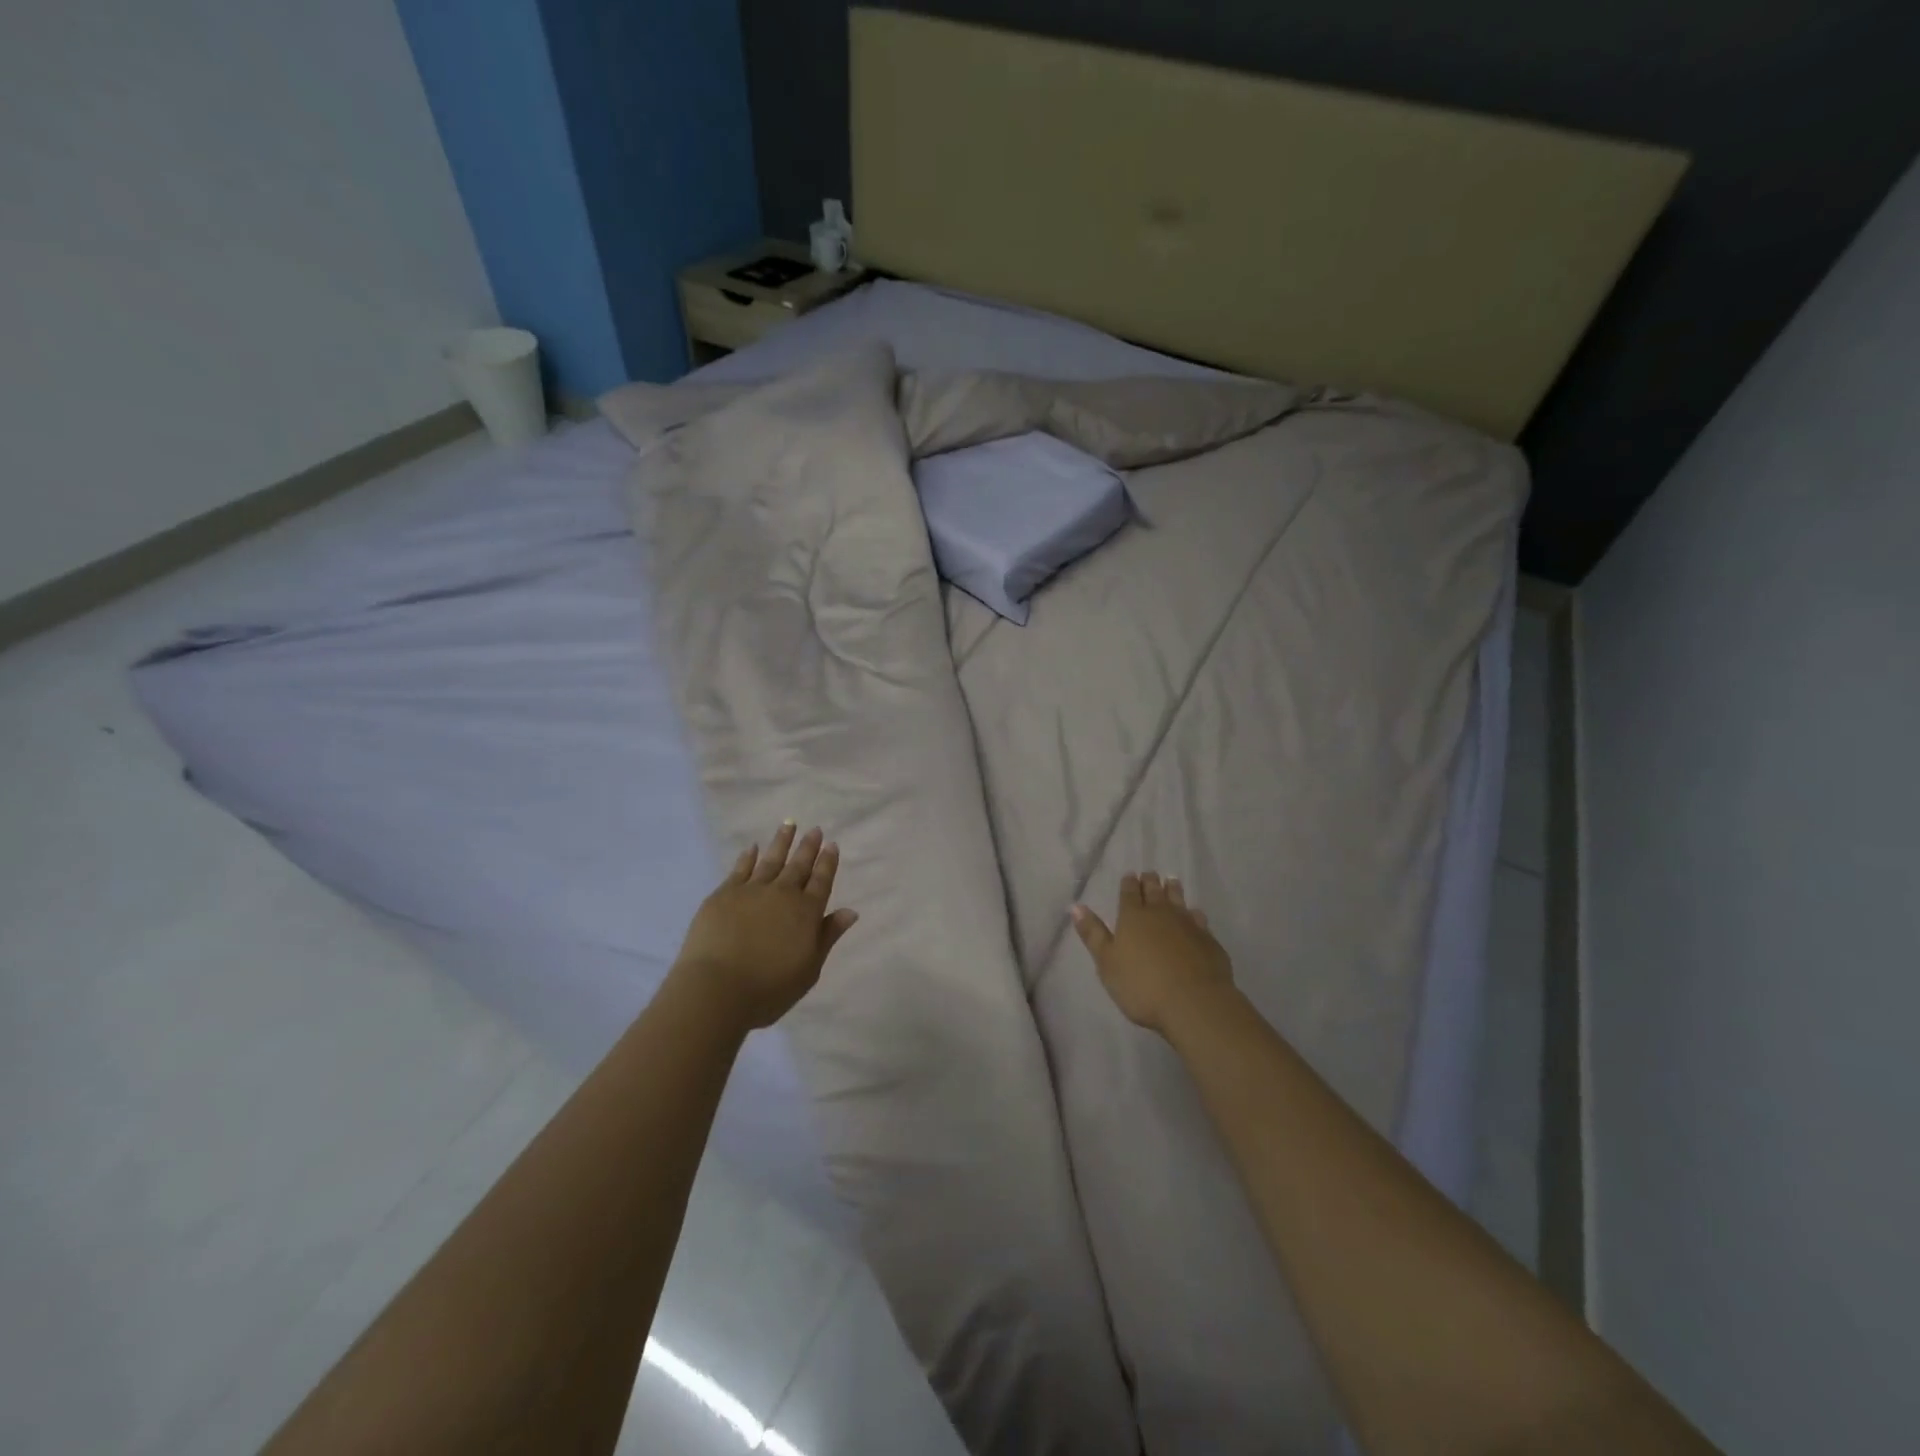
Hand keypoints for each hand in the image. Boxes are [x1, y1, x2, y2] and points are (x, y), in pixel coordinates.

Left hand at [672, 823, 858, 1030]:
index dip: (828, 863)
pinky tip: (753, 848)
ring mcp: (752, 891)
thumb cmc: (769, 988)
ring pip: (771, 860)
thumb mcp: (809, 969)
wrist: (717, 989)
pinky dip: (749, 857)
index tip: (832, 844)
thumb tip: (850, 912)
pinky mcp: (724, 894)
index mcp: (807, 912)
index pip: (821, 881)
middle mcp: (783, 894)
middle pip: (799, 865)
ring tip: (789, 825)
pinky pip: (741, 869)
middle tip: (815, 829)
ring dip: (781, 842)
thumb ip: (828, 937)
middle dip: (808, 847)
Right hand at [1070, 872, 1234, 1035]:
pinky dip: (1195, 914)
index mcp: (1133, 917)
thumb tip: (1076, 906)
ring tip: (1172, 881)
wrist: (1193, 1002)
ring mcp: (1187, 925)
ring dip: (1174, 890)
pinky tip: (1196, 914)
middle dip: (1150, 882)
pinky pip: (1199, 920)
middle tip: (1150, 874)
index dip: (1128, 883)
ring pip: (1178, 900)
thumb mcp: (1107, 962)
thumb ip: (1093, 934)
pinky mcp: (1208, 940)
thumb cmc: (1141, 985)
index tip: (1130, 875)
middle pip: (1155, 891)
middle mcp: (1161, 914)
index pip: (1129, 893)